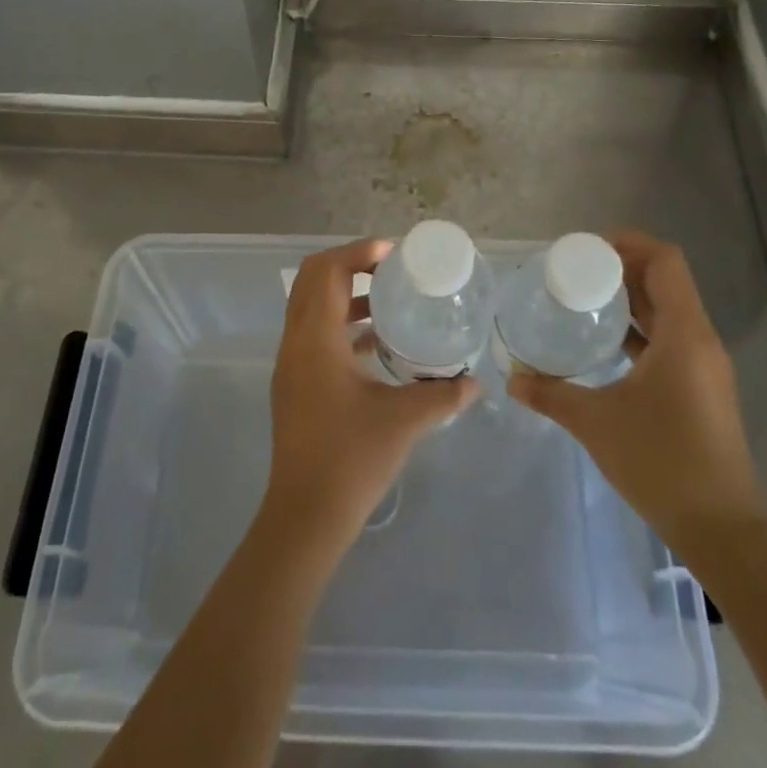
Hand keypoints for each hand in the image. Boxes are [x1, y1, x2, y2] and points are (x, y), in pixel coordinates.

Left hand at [261, 239, 478, 552]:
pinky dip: (341, 324)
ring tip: (390, 300)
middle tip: (391, 269)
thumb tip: (475, 382)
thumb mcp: (404, 420)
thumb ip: (442, 395)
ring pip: (311, 306)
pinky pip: (314, 333)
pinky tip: (378, 342)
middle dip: (350, 265)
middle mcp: (296, 342)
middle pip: (311, 279)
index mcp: (315, 339)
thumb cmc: (352, 459)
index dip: (358, 252)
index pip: (326, 271)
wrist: (306, 515)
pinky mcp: (295, 383)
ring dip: (345, 295)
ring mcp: (291, 363)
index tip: (395, 254)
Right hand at [507, 229, 766, 561]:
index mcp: (684, 334)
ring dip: (631, 298)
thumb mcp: (596, 422)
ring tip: (585, 298)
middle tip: (575, 270)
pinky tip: (605, 342)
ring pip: (669, 311)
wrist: (721, 528)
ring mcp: (704, 366)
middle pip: (666, 282)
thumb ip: (551, 394)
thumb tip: (512, 380)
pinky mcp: (700, 388)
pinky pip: (670, 339)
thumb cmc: (662, 461)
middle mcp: (700, 340)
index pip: (666, 262)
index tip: (588, 248)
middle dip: (623, 268)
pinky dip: (640, 329)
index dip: (630, 243)